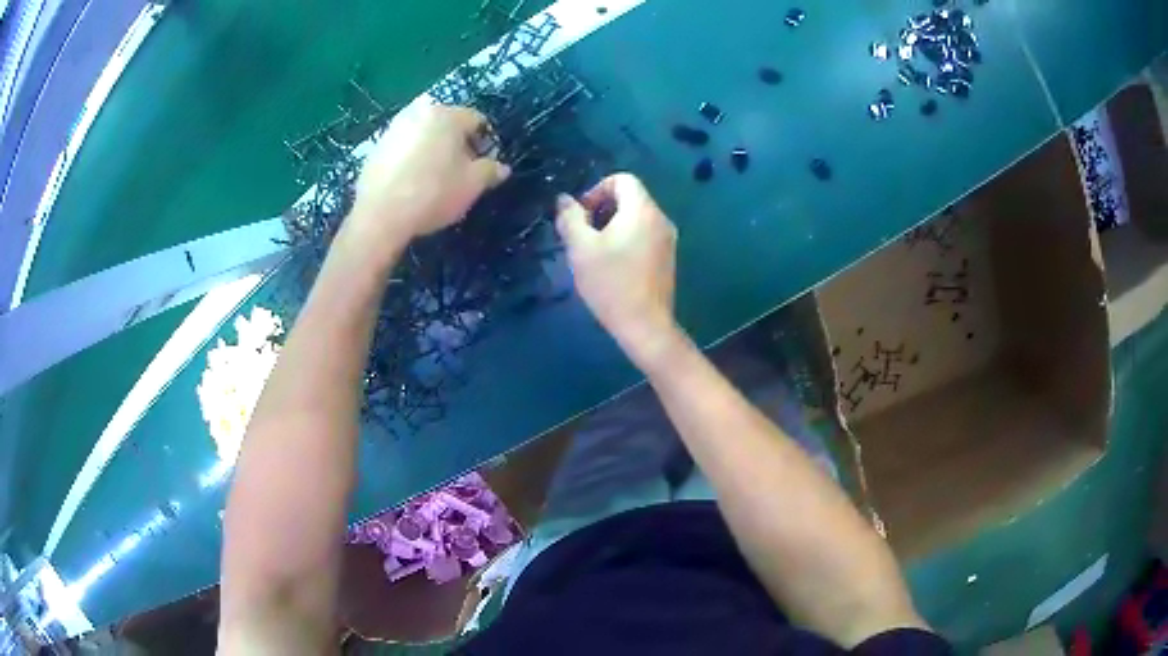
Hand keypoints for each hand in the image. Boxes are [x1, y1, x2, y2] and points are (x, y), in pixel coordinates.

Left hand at [348, 103, 510, 248]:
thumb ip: (490, 170)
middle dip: (456, 142)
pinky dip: (411, 157)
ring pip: (423, 133)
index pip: (477, 120)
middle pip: (447, 123)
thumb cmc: (433, 193)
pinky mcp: (376, 146)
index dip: (485, 143)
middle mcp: (419, 112)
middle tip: (458, 170)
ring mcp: (394, 127)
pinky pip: (403, 146)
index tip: (483, 166)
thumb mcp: (472, 185)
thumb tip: (500, 167)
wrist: (380, 216)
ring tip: (434, 177)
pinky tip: (411, 182)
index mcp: (447, 115)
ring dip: (432, 148)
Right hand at [556, 174, 682, 366]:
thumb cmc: (611, 283)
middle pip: (630, 198)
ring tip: (594, 253)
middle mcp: (660, 218)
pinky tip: (612, 266)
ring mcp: (668, 239)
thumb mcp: (581, 248)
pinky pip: (644, 235)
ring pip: (636, 218)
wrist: (644, 325)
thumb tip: (564, 200)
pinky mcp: (667, 258)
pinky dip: (626, 240)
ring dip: (612, 226)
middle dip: (602, 209)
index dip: (596, 190)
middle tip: (583, 235)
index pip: (622, 179)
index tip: (582, 216)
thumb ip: (571, 218)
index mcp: (642, 210)